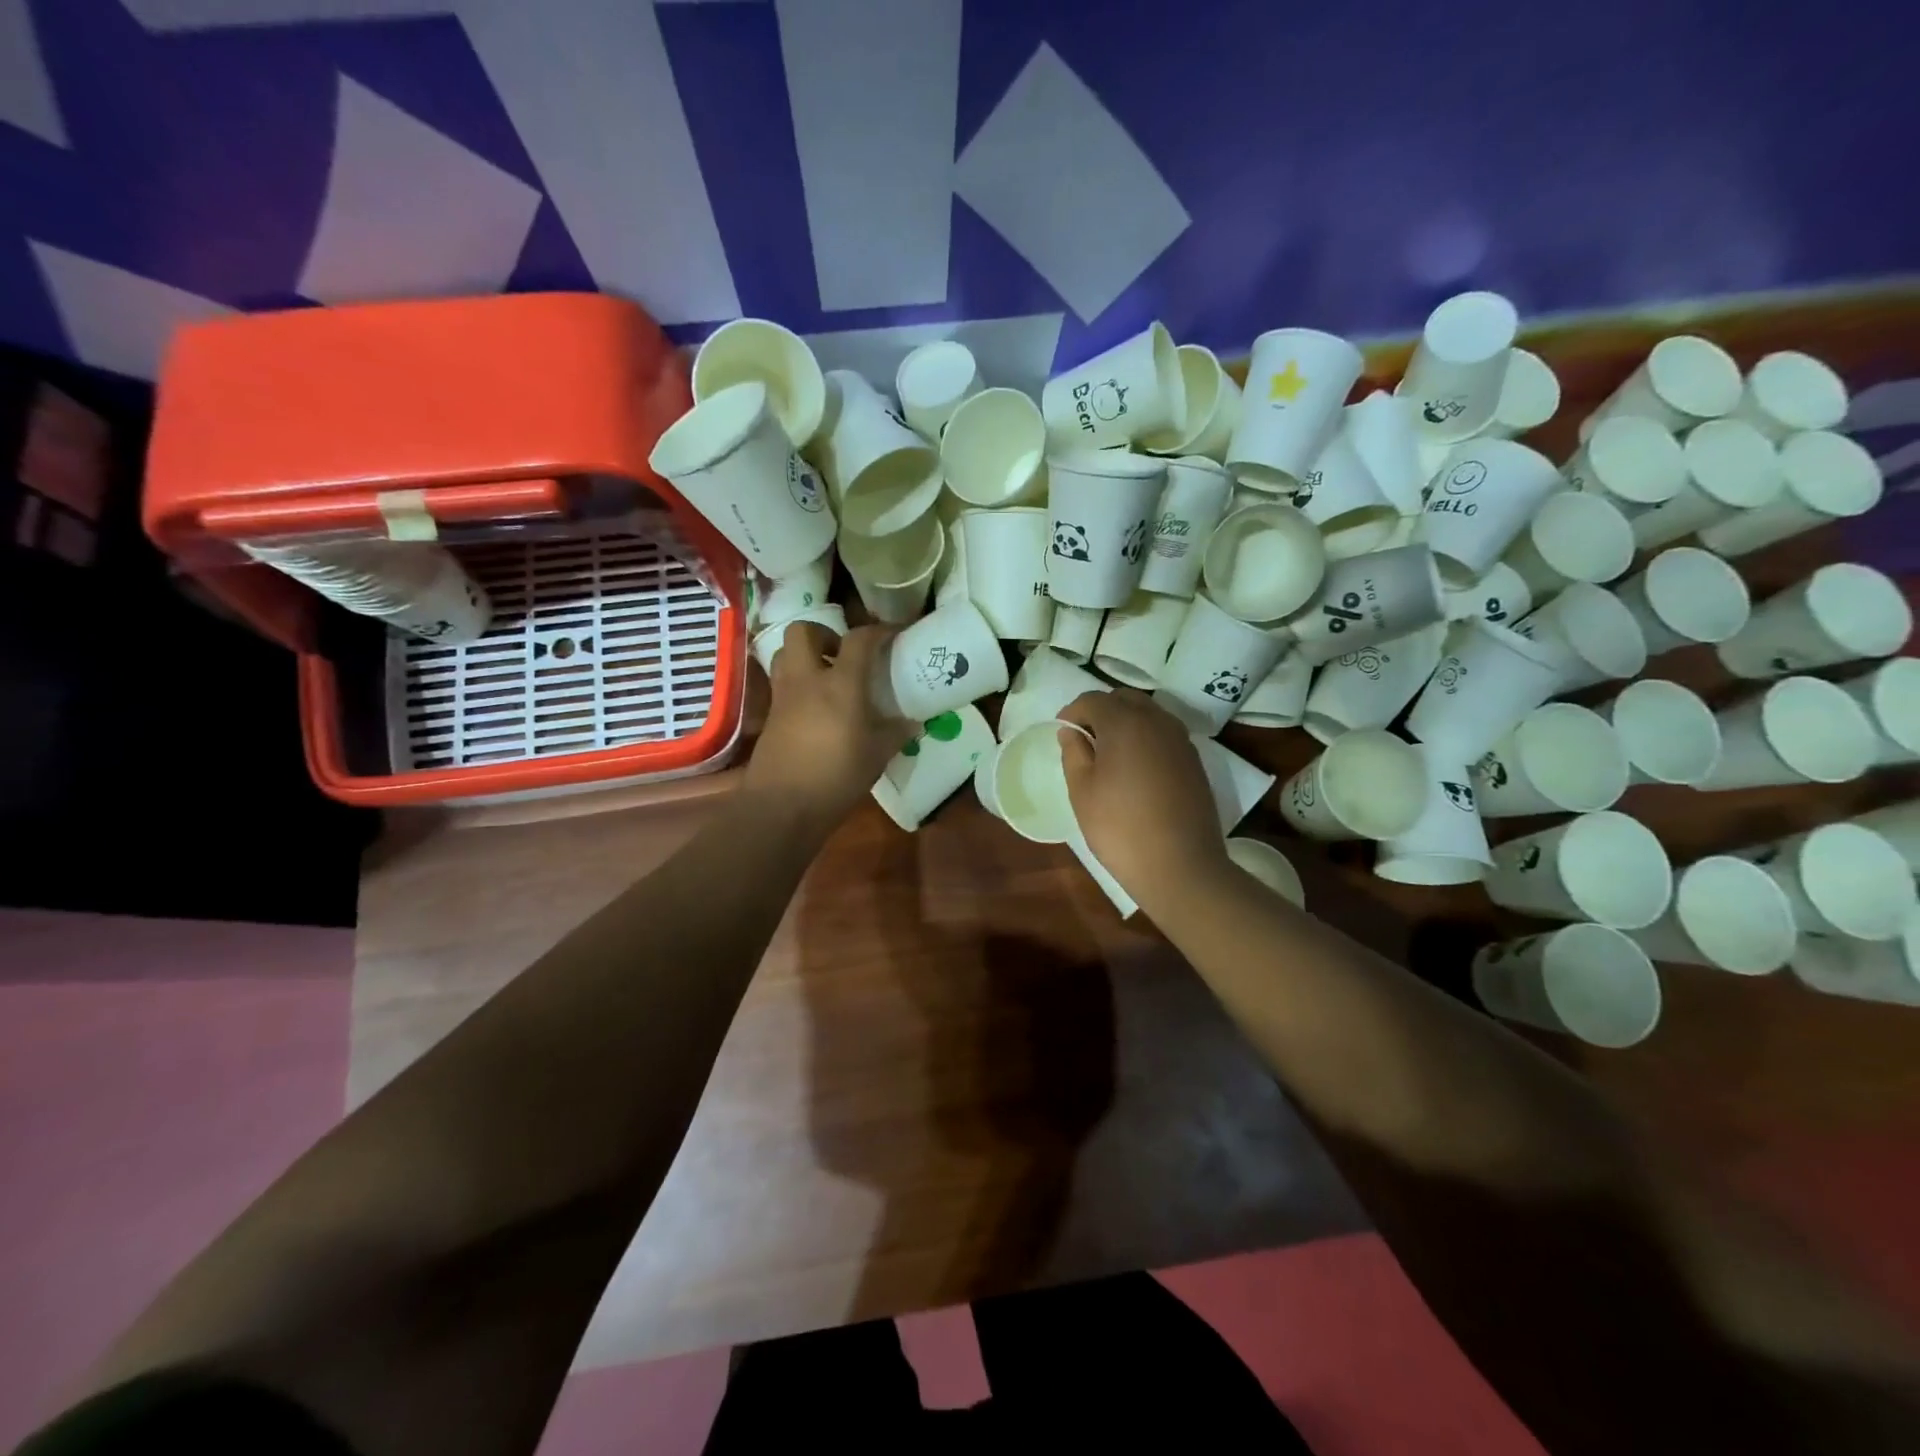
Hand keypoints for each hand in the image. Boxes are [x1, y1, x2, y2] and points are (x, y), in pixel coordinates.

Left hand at [746, 622, 916, 827]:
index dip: (879, 631)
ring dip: (805, 655)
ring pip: (786, 653)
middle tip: (844, 655)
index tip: (893, 635)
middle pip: (803, 630)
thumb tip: (913, 721)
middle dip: (825, 634)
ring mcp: (783, 695)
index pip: (859, 640)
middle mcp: (807, 680)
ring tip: (827, 676)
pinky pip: (782, 682)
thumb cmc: (837, 776)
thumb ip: (896, 732)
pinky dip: (798, 683)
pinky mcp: (770, 715)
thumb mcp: (878, 755)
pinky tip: (815, 706)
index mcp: (840, 684)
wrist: (783, 805)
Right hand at [1057, 688, 1230, 907]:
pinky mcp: (1194, 760)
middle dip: (1101, 710)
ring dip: (1126, 722)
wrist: (1181, 867)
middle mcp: (1157, 721)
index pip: (1093, 699)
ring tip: (1109, 753)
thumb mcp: (1082, 791)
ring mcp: (1181, 740)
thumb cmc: (1120, 828)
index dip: (1072, 711)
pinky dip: (1146, 738)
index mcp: (1125, 722)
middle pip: (1124, 699)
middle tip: (1085, 738)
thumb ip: (1074, 753)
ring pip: (1148, 714)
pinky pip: (1164, 734)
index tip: (1062, 732)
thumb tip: (1071, 731)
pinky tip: (1136, 767)